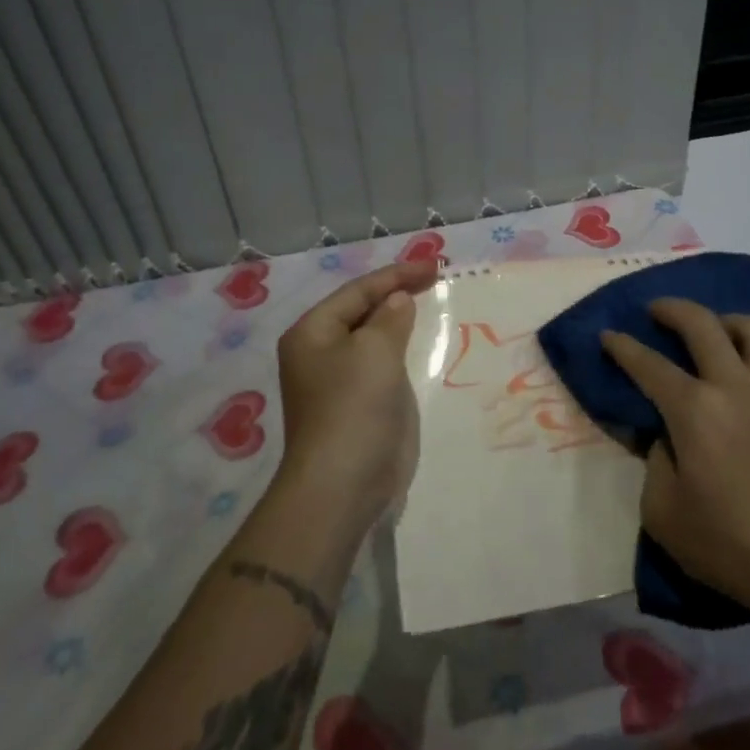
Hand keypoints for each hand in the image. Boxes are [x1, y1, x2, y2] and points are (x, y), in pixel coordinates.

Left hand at [274, 261, 439, 529]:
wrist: (344, 483)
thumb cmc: (354, 406)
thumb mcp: (375, 350)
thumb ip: (390, 317)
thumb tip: (397, 301)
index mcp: (312, 332)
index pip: (358, 291)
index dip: (397, 275)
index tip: (435, 266)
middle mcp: (320, 352)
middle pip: (362, 311)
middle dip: (397, 294)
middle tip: (436, 280)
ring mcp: (339, 380)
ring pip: (374, 338)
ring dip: (401, 321)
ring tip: (433, 304)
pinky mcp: (359, 404)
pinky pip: (382, 365)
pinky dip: (403, 350)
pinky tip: (424, 345)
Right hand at [601, 300, 749, 619]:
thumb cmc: (726, 544)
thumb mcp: (661, 511)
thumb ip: (653, 459)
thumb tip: (663, 433)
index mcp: (695, 411)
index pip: (649, 364)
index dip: (623, 346)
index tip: (608, 335)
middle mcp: (736, 386)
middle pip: (702, 323)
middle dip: (671, 308)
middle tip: (655, 310)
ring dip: (725, 322)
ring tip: (713, 333)